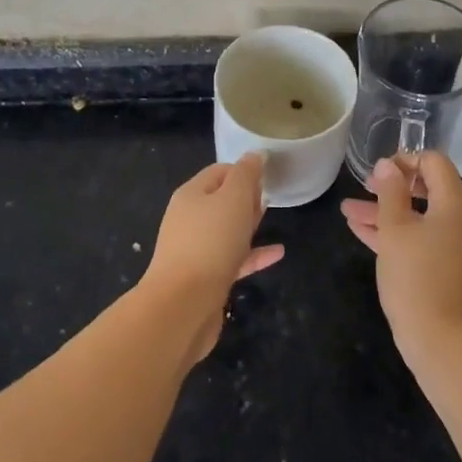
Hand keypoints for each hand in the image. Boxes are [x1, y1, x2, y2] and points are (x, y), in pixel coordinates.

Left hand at [141, 153, 283, 363]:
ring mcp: (195, 250)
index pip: (219, 171)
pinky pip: (234, 259)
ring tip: (272, 218)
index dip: (244, 170)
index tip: (268, 176)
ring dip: (249, 223)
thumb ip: (246, 175)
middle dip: (245, 196)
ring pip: (226, 230)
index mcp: (191, 194)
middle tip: (270, 195)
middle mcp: (189, 219)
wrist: (183, 305)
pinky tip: (278, 254)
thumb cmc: (210, 242)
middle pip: (220, 200)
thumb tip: (255, 156)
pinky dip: (253, 254)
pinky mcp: (206, 278)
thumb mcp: (233, 199)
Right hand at [340, 151, 461, 361]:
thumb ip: (390, 193)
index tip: (379, 170)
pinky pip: (419, 240)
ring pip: (417, 218)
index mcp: (454, 206)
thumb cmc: (417, 279)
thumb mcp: (395, 231)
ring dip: (384, 211)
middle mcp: (460, 222)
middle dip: (392, 186)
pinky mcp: (445, 270)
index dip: (406, 158)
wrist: (445, 343)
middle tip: (364, 187)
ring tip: (347, 210)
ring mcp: (454, 248)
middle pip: (427, 189)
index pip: (436, 162)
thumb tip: (388, 165)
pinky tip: (360, 231)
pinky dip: (393, 233)